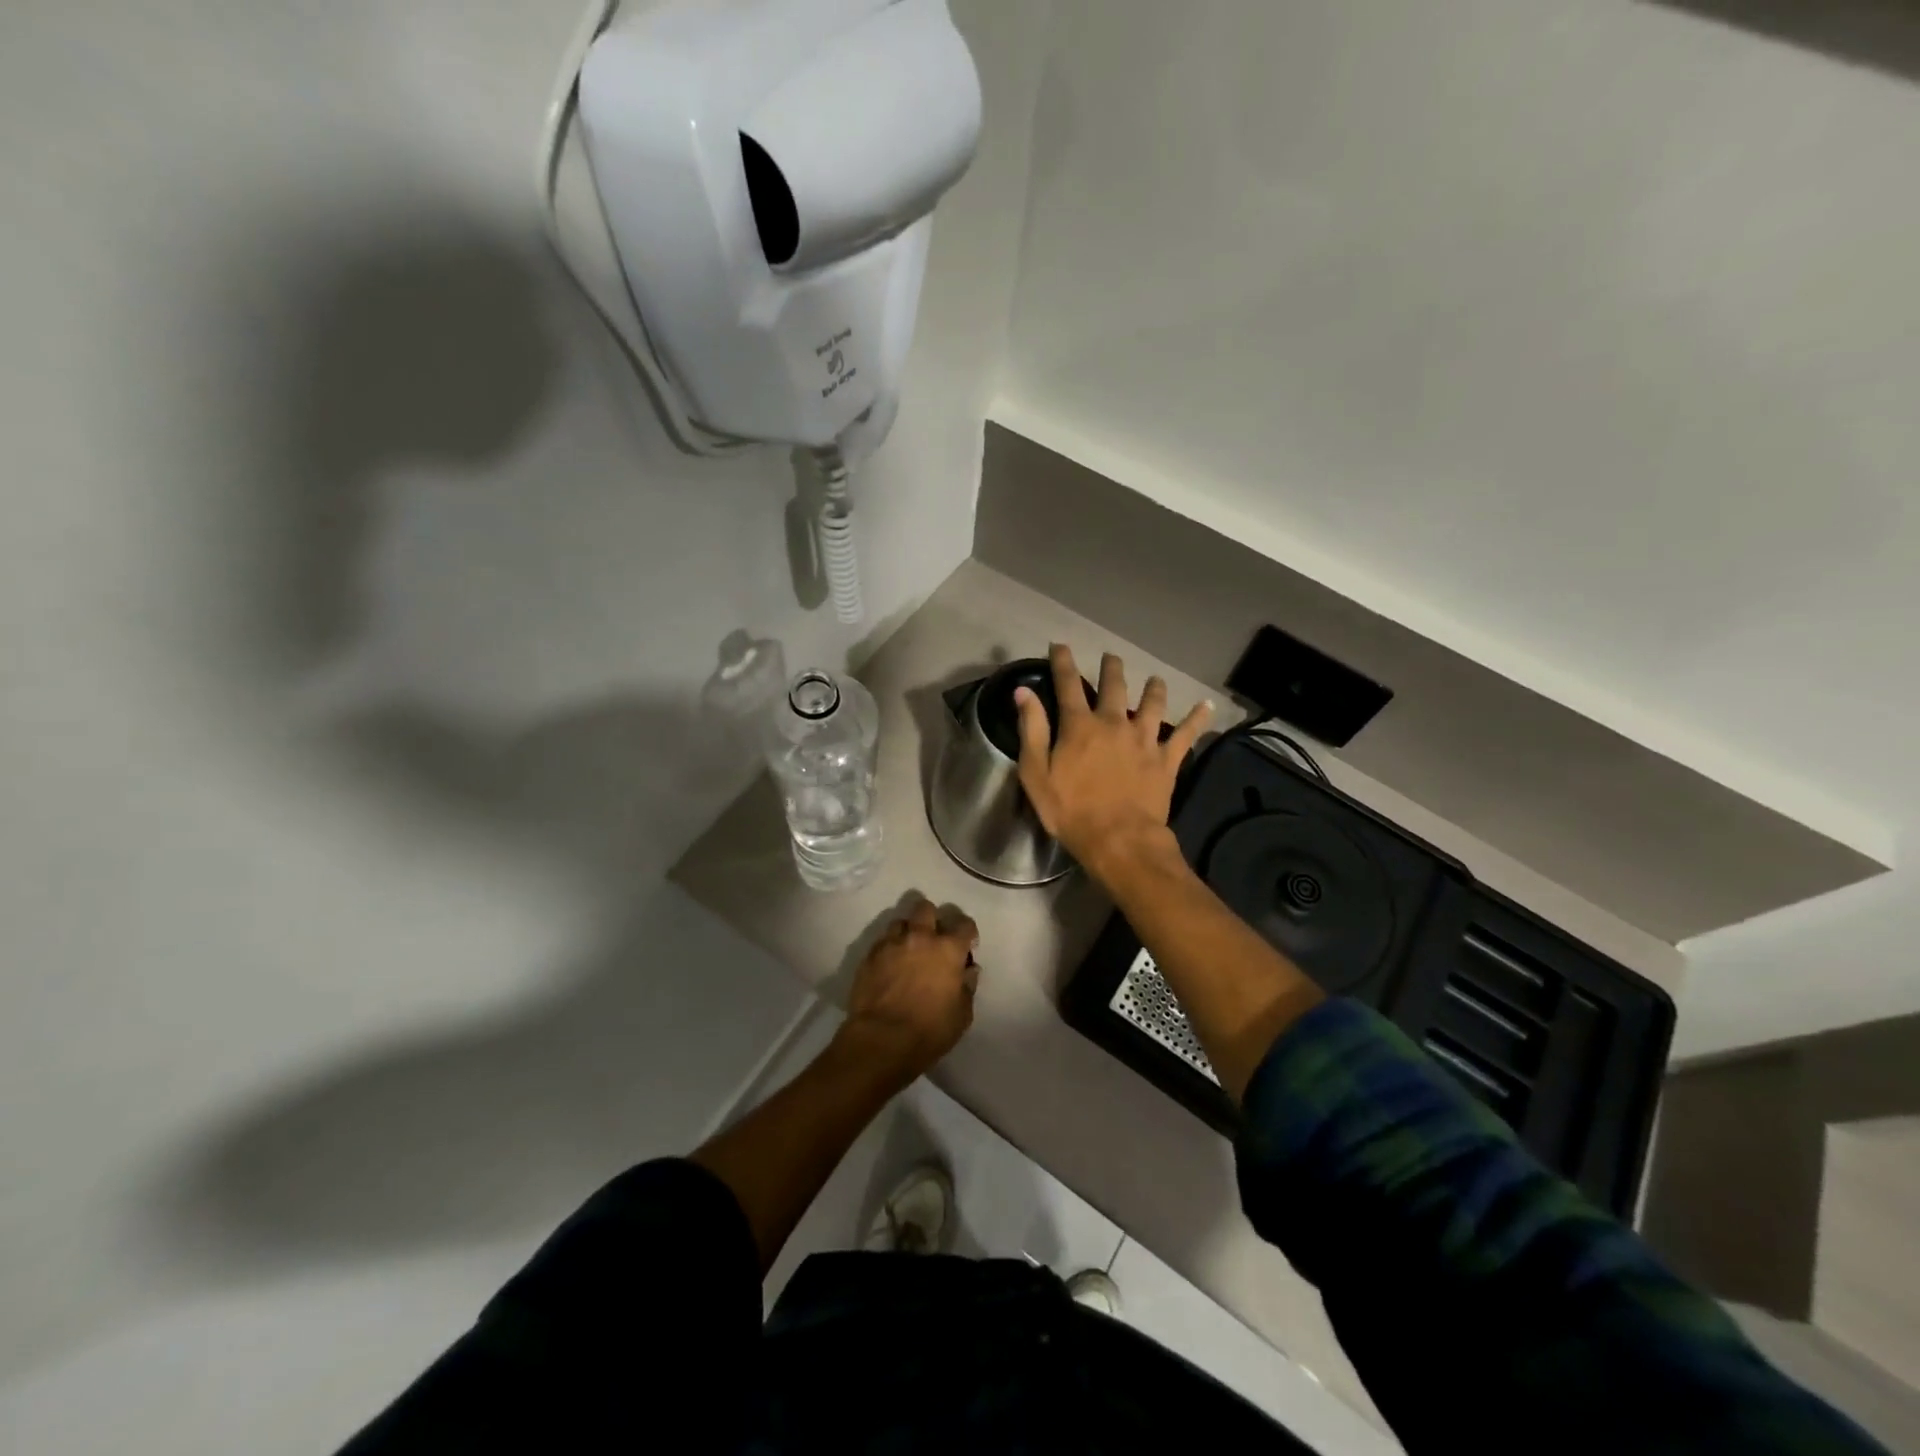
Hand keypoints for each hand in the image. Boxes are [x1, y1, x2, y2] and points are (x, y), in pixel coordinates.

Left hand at [838, 898, 980, 1083]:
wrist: (881, 1039)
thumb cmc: (929, 1030)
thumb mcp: (962, 1014)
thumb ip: (967, 986)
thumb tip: (968, 970)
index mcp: (948, 949)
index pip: (964, 924)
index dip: (968, 932)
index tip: (967, 945)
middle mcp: (920, 937)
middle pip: (926, 909)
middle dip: (932, 919)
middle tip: (933, 939)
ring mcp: (891, 944)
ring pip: (900, 922)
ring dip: (907, 932)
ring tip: (908, 950)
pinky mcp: (869, 956)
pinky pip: (882, 942)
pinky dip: (889, 948)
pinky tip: (889, 966)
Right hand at [1015, 645, 1212, 881]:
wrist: (1119, 839)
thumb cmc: (1070, 810)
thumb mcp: (1036, 773)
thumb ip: (1032, 730)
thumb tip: (1024, 693)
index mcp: (1079, 726)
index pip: (1068, 684)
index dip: (1063, 662)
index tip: (1060, 645)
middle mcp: (1113, 723)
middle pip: (1114, 686)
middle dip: (1111, 668)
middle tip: (1111, 657)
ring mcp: (1144, 739)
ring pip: (1152, 703)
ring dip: (1153, 688)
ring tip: (1155, 678)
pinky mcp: (1167, 759)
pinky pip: (1186, 734)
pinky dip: (1198, 719)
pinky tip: (1207, 706)